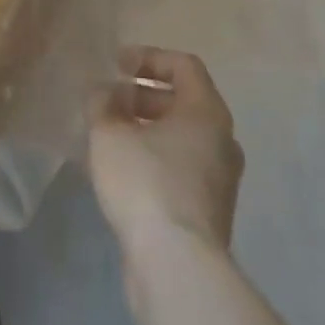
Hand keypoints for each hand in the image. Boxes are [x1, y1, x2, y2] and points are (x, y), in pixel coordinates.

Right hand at [88, 48, 243, 267]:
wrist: (177, 268)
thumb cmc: (147, 183)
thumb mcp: (110, 134)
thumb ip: (102, 105)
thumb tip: (103, 95)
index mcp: (207, 112)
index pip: (184, 65)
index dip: (148, 57)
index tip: (116, 65)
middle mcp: (222, 141)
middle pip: (183, 102)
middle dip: (142, 96)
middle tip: (108, 102)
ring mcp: (220, 181)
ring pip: (181, 140)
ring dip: (145, 131)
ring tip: (108, 137)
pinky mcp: (208, 214)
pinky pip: (180, 170)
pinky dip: (153, 160)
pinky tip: (120, 173)